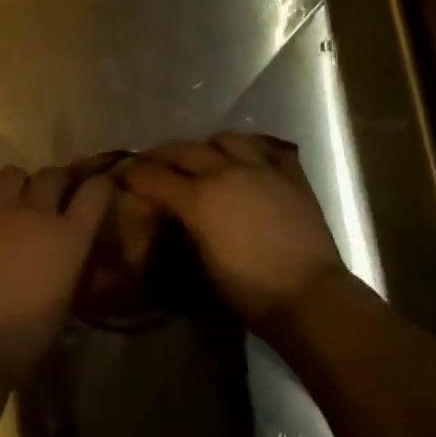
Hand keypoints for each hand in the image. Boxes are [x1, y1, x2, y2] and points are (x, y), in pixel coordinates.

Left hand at [0, 142, 111, 382]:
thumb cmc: (25, 339)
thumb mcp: (65, 302)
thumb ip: (71, 266)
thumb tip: (69, 254)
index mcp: (69, 236)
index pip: (96, 192)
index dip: (100, 186)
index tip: (100, 189)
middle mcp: (35, 213)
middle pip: (52, 176)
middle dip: (56, 183)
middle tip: (53, 198)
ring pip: (11, 174)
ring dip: (18, 182)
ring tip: (16, 195)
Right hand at [122, 133, 345, 335]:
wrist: (309, 297)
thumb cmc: (249, 292)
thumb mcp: (202, 263)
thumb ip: (184, 227)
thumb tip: (174, 213)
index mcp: (199, 198)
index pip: (155, 176)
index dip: (136, 174)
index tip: (126, 174)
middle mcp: (225, 172)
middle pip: (185, 150)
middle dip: (164, 155)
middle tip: (156, 164)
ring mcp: (261, 168)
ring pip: (226, 140)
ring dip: (208, 147)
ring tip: (205, 157)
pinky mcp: (290, 174)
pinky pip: (266, 148)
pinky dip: (251, 150)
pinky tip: (247, 160)